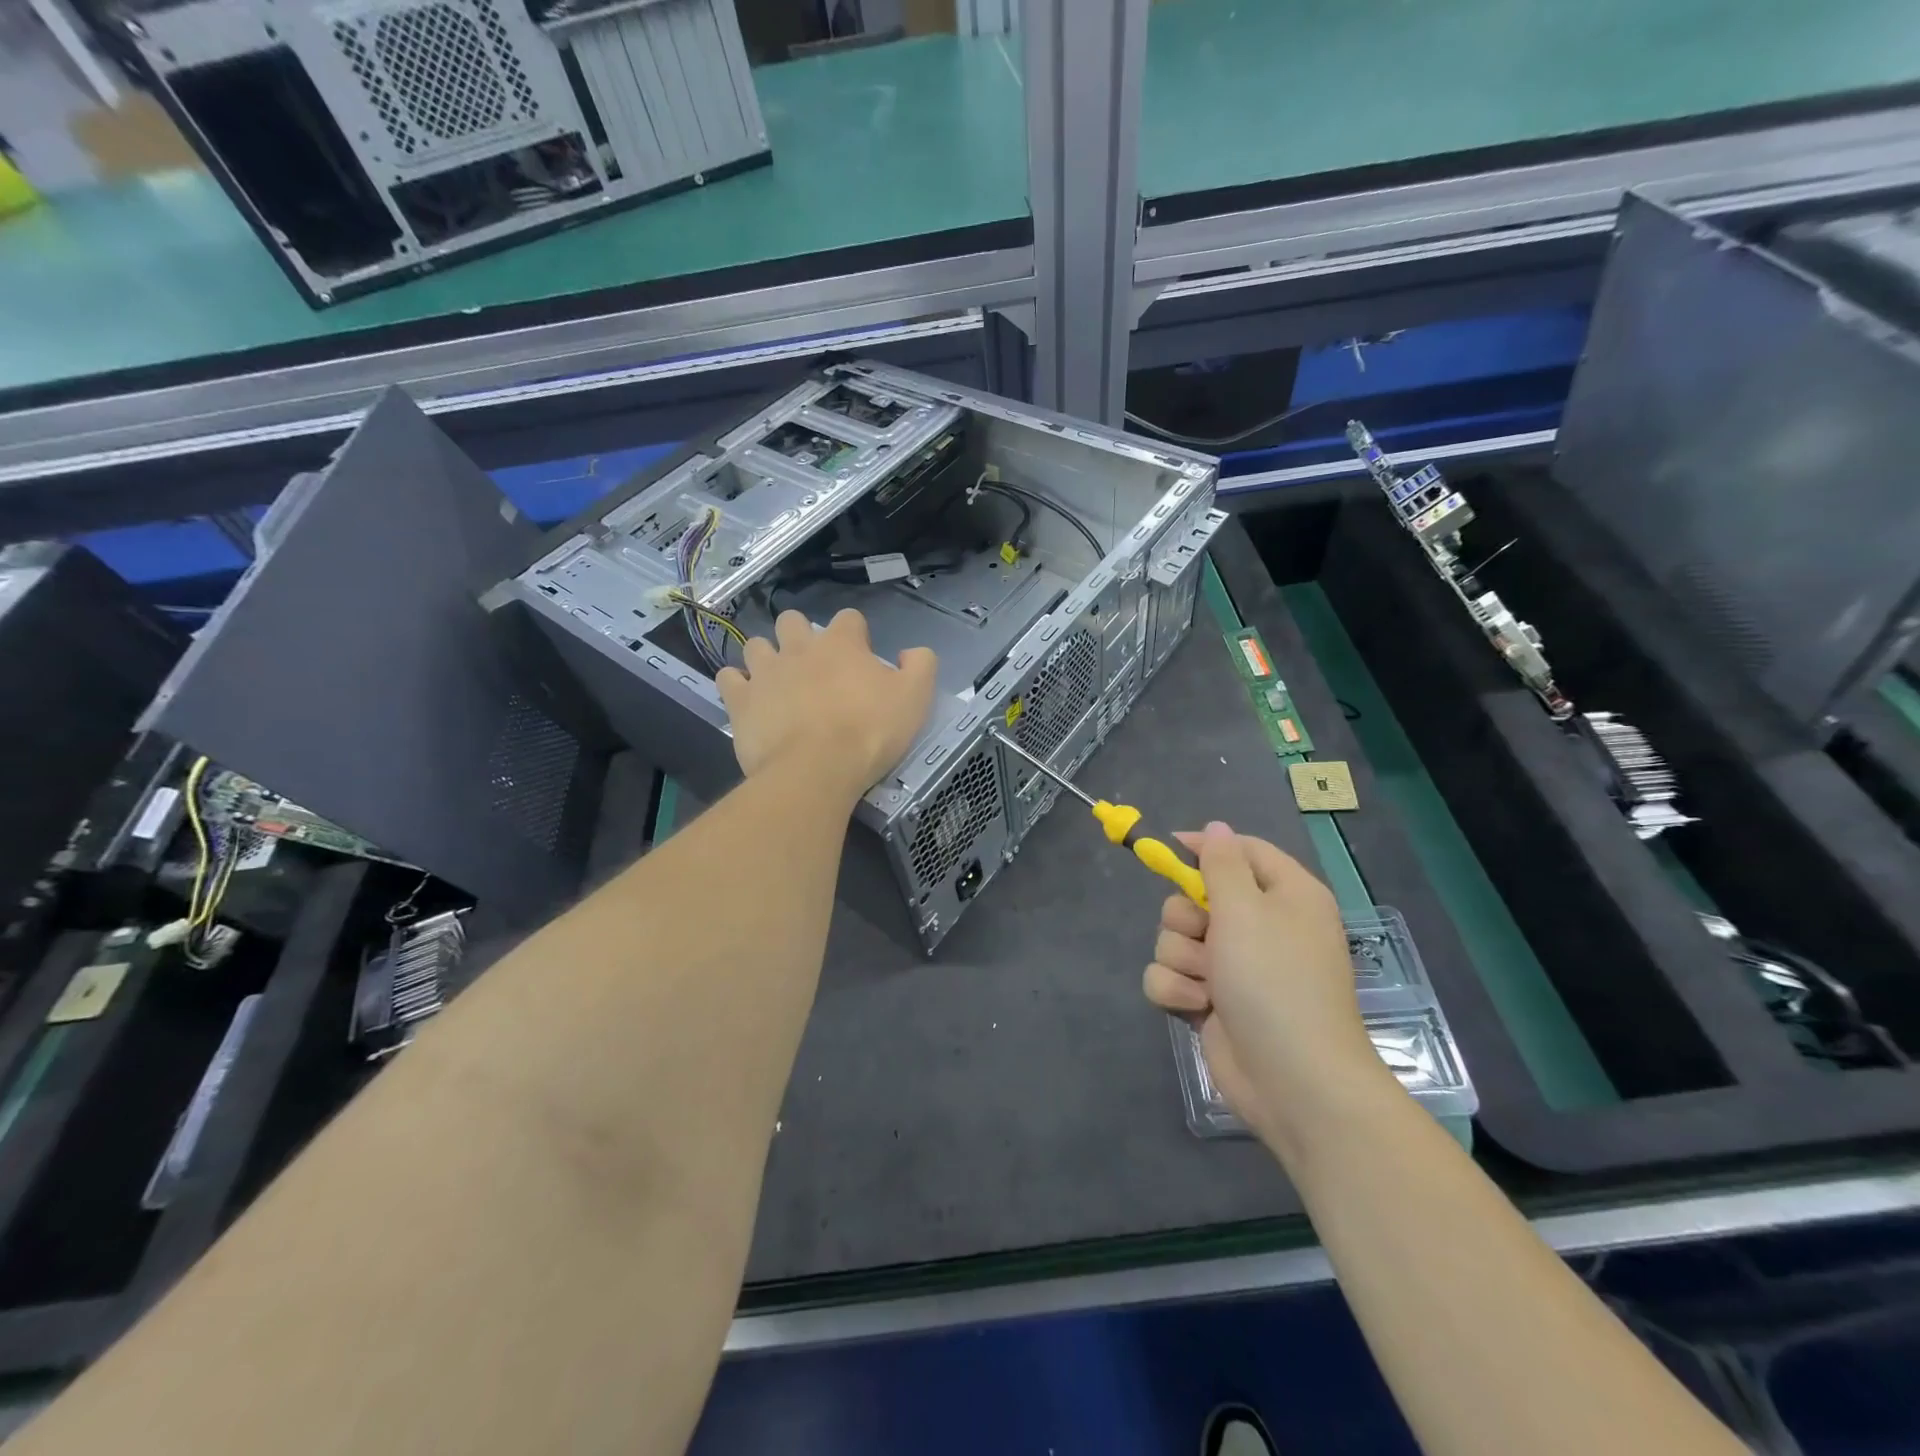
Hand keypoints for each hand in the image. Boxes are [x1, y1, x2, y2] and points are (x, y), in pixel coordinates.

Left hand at [717, 609, 936, 799]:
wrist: (816, 770)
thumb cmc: (869, 732)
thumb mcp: (915, 699)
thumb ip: (920, 666)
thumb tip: (911, 652)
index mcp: (842, 644)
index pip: (848, 618)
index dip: (855, 633)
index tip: (860, 656)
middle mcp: (799, 647)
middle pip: (792, 621)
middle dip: (799, 634)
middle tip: (812, 664)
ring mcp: (765, 672)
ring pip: (756, 645)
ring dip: (766, 656)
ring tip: (777, 680)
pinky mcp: (740, 700)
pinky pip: (728, 678)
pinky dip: (737, 684)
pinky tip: (748, 698)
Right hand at [1143, 822, 1392, 1149]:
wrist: (1293, 1079)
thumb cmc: (1274, 981)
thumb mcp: (1246, 909)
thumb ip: (1221, 863)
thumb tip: (1216, 827)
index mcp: (1285, 895)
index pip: (1243, 850)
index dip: (1207, 846)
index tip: (1170, 847)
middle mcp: (1260, 927)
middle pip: (1196, 897)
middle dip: (1187, 918)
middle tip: (1206, 936)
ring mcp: (1235, 967)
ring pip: (1176, 938)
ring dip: (1182, 959)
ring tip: (1207, 983)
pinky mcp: (1212, 1001)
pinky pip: (1171, 976)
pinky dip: (1177, 990)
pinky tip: (1197, 1007)